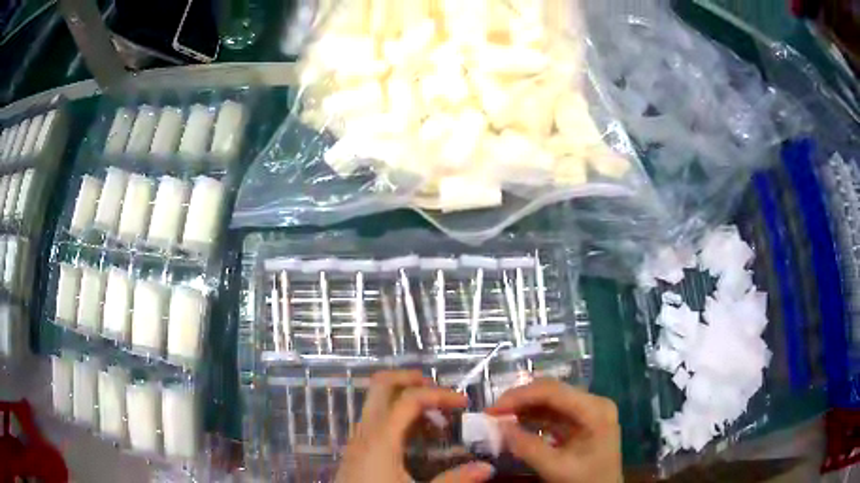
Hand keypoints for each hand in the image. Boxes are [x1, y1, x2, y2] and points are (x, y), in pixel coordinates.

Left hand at [335, 370, 495, 482]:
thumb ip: (453, 481)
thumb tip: (487, 467)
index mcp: (380, 438)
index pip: (409, 398)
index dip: (439, 394)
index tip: (465, 404)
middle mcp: (366, 430)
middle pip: (382, 384)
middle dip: (413, 379)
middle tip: (442, 394)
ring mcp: (358, 437)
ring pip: (377, 400)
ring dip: (406, 398)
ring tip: (435, 418)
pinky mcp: (357, 448)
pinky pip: (376, 418)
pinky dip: (397, 415)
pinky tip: (416, 437)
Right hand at [487, 379, 620, 482]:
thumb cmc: (586, 481)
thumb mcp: (556, 468)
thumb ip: (528, 447)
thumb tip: (499, 426)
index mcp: (595, 410)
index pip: (554, 391)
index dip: (520, 396)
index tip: (492, 409)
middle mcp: (594, 402)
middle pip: (552, 391)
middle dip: (520, 400)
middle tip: (492, 413)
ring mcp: (588, 410)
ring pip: (550, 399)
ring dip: (524, 407)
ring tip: (499, 418)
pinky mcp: (581, 420)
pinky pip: (553, 412)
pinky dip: (532, 417)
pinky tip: (515, 424)